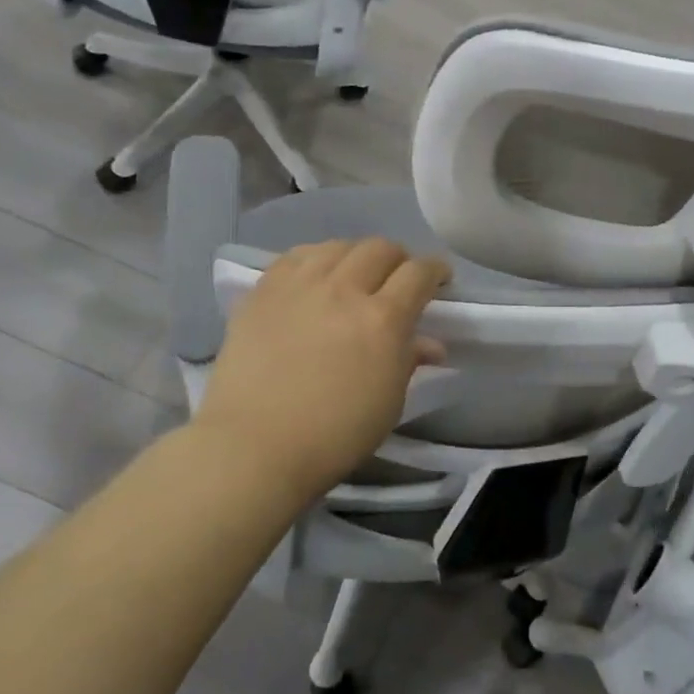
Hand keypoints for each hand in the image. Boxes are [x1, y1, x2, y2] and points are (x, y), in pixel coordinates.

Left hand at [196, 239, 449, 504]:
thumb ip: (409, 362)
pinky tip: (315, 275)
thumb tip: (430, 343)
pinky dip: (316, 259)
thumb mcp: (389, 403)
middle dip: (398, 259)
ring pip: (338, 246)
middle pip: (380, 249)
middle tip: (398, 279)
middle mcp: (344, 289)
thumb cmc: (333, 436)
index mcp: (383, 319)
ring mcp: (300, 285)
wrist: (253, 447)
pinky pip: (296, 256)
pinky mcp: (263, 291)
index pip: (418, 273)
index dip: (435, 270)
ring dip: (357, 255)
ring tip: (355, 274)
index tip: (440, 279)